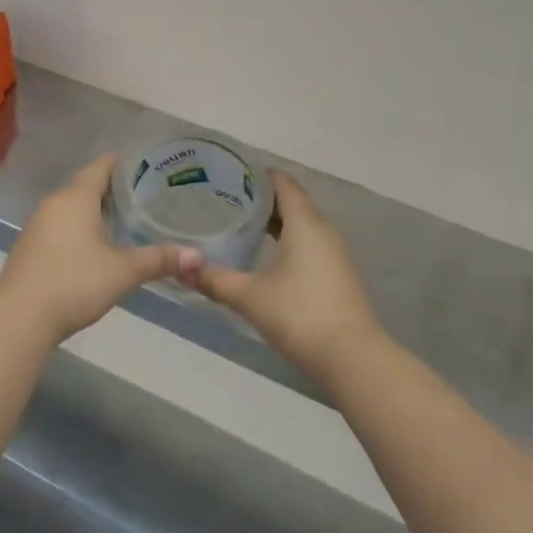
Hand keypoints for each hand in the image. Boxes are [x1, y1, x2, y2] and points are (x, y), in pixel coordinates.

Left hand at [0, 156, 202, 344]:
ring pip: (70, 207)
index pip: (101, 166)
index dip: (122, 164)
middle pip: (85, 185)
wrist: (20, 317)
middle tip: (143, 197)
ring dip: (93, 210)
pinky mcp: (28, 246)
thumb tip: (198, 256)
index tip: (145, 167)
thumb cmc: (74, 282)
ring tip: (122, 220)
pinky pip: (59, 226)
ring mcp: (37, 224)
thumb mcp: (122, 272)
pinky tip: (93, 246)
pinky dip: (77, 228)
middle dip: (111, 189)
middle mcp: (54, 203)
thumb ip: (158, 260)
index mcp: (76, 197)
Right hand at [194, 172, 381, 380]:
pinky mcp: (339, 276)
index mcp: (305, 224)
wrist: (352, 358)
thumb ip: (214, 280)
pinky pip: (311, 245)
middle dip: (265, 199)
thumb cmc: (299, 314)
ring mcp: (336, 255)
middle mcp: (324, 231)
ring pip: (304, 226)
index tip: (234, 173)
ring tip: (244, 225)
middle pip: (294, 203)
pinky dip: (290, 242)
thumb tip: (181, 267)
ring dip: (278, 222)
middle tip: (230, 199)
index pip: (284, 185)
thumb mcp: (249, 296)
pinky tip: (269, 257)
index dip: (261, 176)